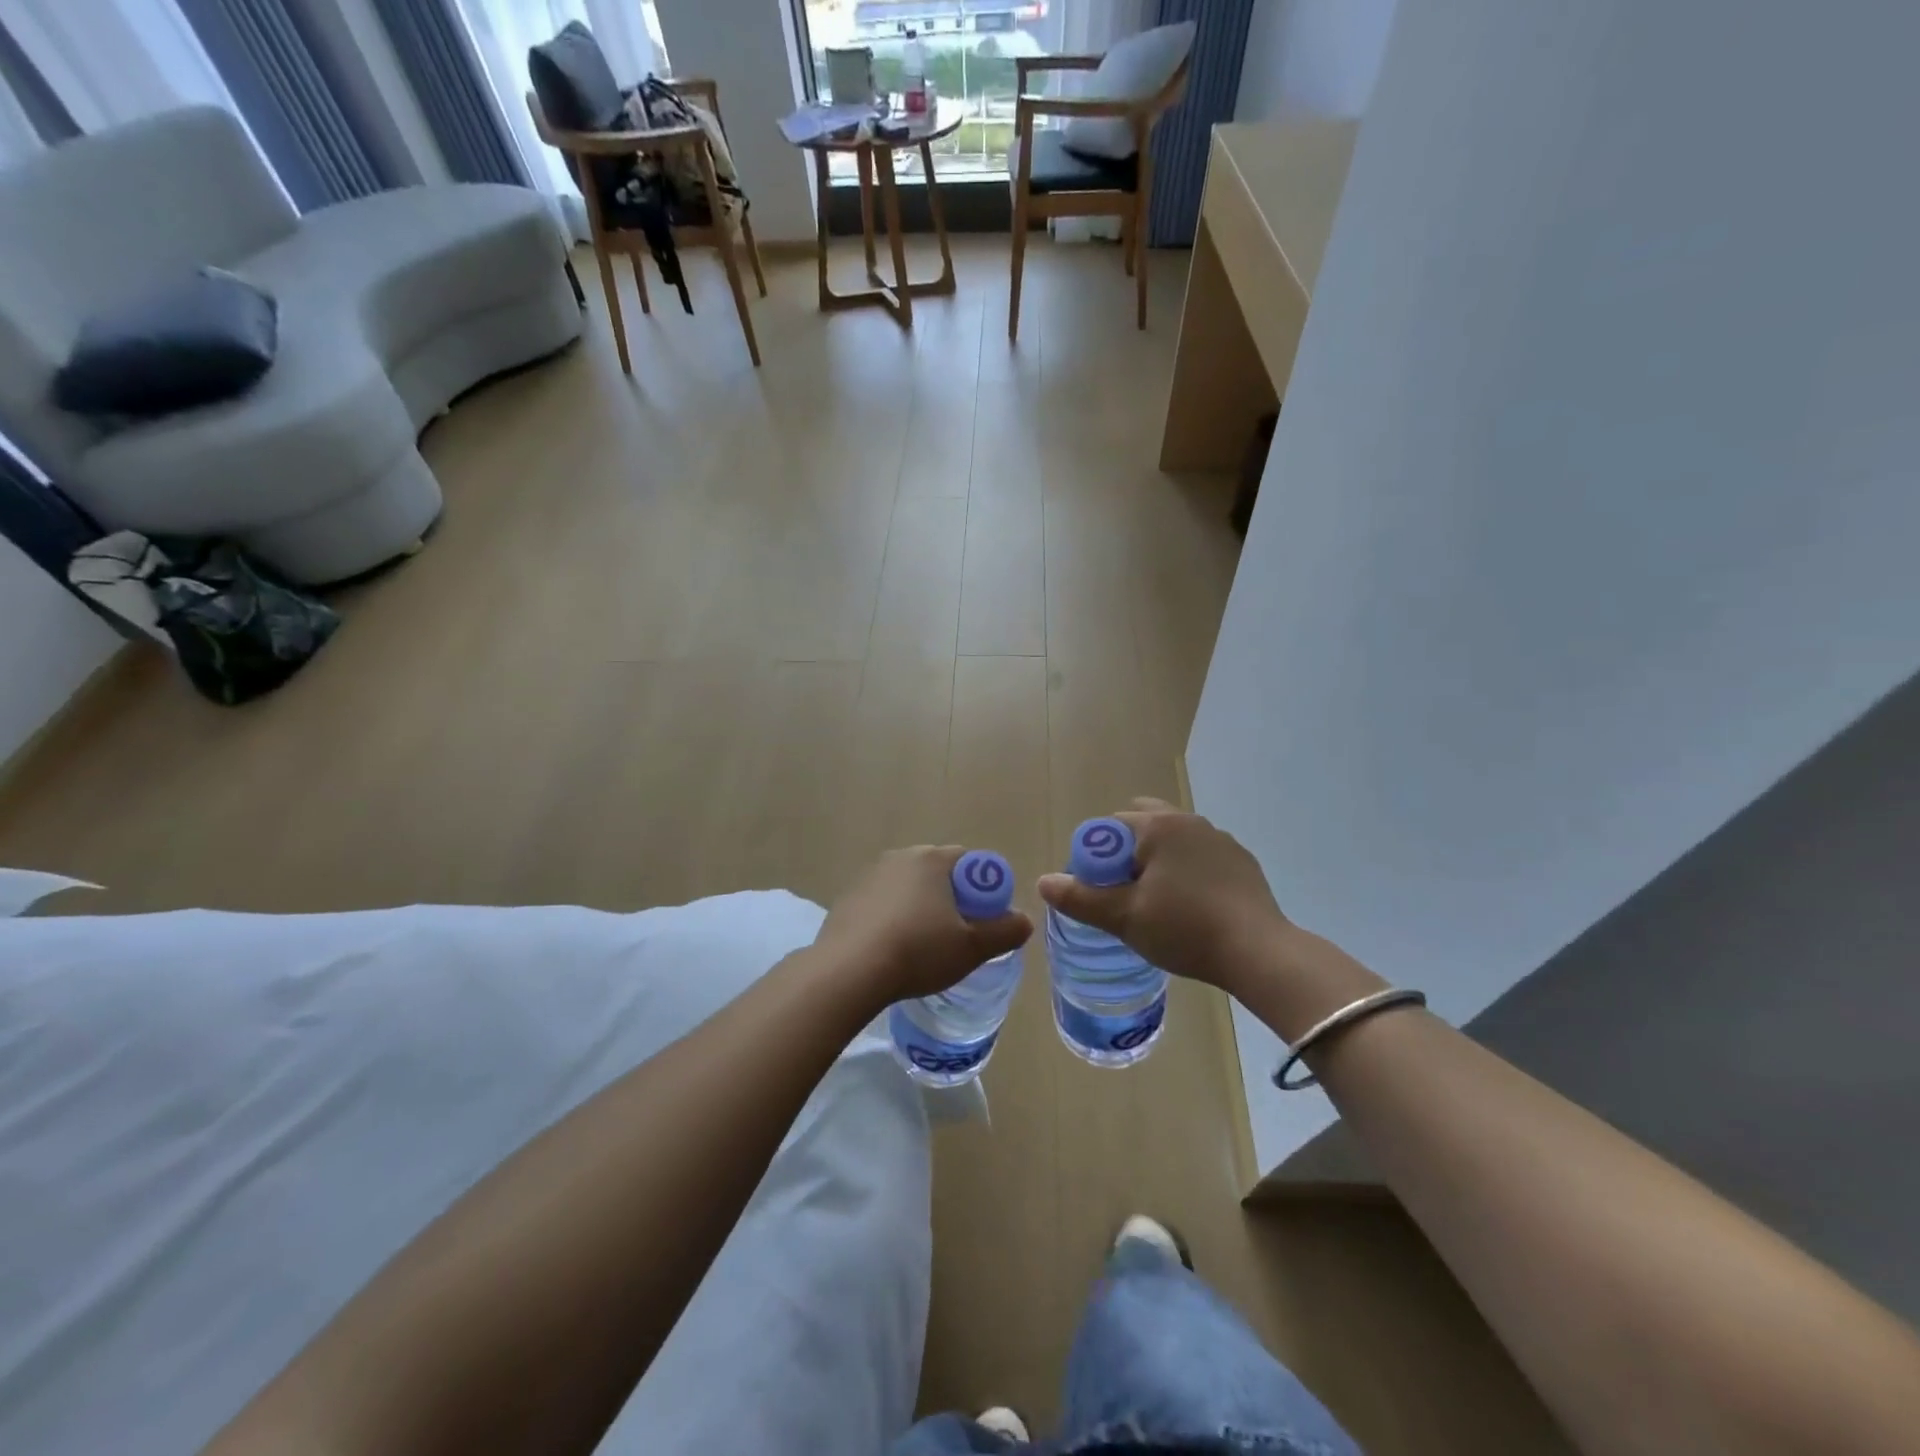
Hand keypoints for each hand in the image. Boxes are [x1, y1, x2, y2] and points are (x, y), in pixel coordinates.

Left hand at [815, 846, 1032, 1003]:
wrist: (848, 971)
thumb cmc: (918, 951)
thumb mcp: (972, 947)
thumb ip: (1005, 931)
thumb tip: (1024, 921)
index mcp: (932, 859)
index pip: (969, 861)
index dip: (982, 889)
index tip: (982, 920)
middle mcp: (899, 857)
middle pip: (937, 873)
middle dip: (950, 899)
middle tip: (956, 936)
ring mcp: (868, 876)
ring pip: (907, 889)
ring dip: (919, 910)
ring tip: (922, 948)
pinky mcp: (847, 899)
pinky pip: (881, 905)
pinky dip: (891, 921)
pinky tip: (891, 951)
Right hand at [1036, 799, 1292, 994]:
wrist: (1258, 952)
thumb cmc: (1184, 928)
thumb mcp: (1124, 918)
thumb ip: (1080, 898)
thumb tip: (1044, 882)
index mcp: (1158, 826)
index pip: (1110, 827)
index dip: (1096, 857)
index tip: (1099, 890)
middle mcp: (1189, 821)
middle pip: (1143, 825)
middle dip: (1126, 852)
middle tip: (1124, 892)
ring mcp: (1220, 839)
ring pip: (1173, 841)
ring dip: (1158, 860)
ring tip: (1156, 902)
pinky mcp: (1241, 862)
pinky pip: (1200, 857)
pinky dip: (1186, 872)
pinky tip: (1191, 906)